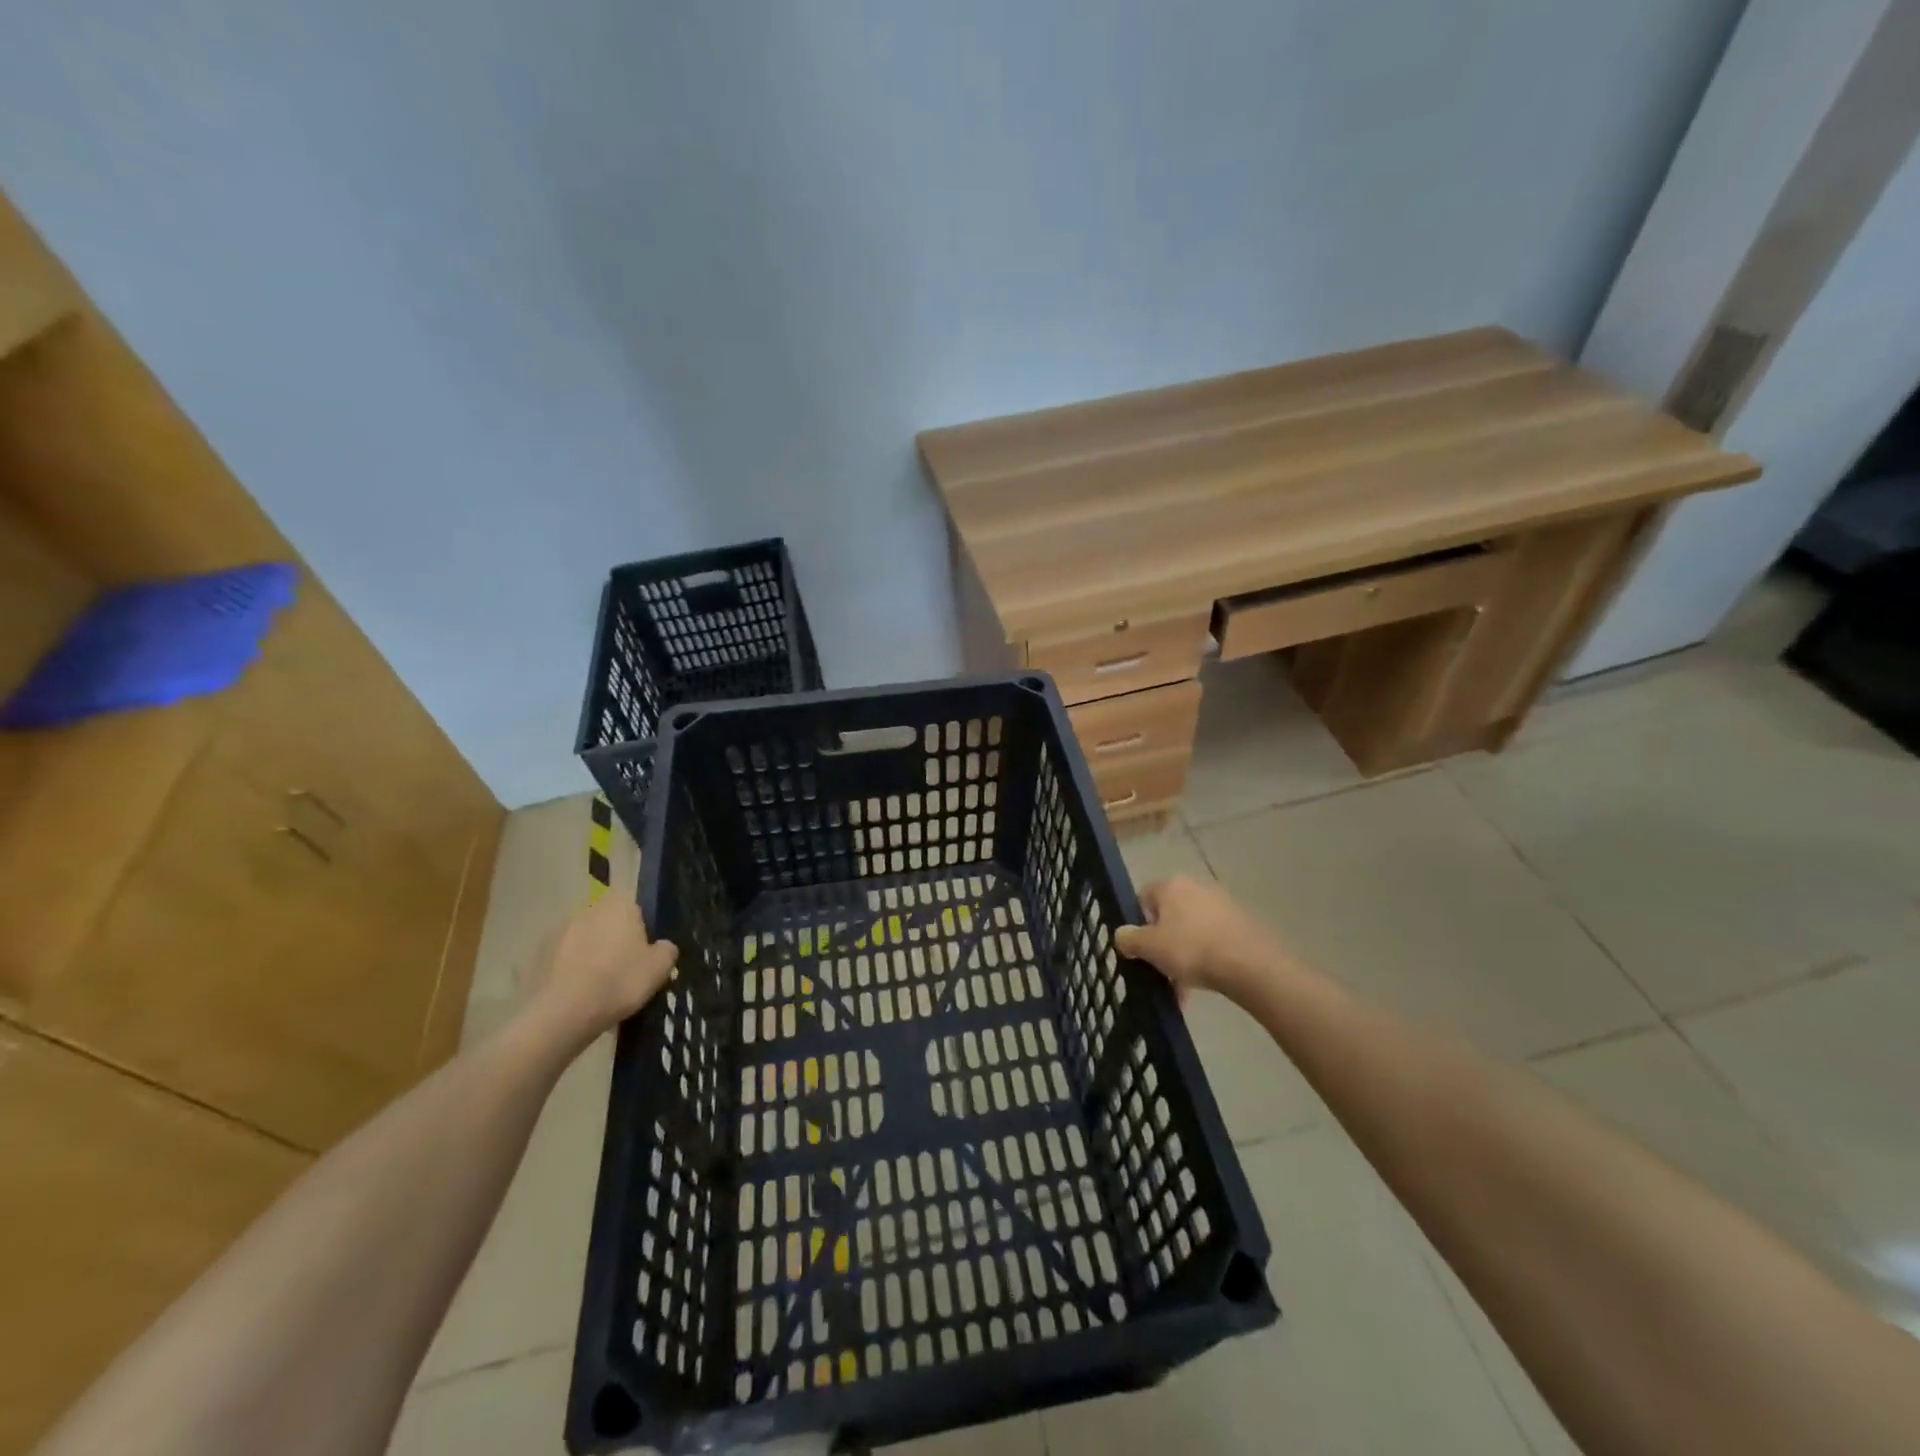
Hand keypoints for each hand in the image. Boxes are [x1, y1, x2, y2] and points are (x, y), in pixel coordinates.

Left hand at [526, 894, 676, 1046]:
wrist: (561, 1014)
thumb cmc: (619, 982)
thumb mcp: (659, 969)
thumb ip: (666, 950)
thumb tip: (662, 946)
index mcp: (619, 904)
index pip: (634, 906)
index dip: (640, 928)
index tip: (643, 952)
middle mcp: (587, 909)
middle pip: (606, 922)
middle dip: (613, 941)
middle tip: (622, 971)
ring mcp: (557, 932)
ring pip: (582, 941)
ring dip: (589, 956)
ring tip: (597, 990)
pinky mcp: (535, 956)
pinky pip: (561, 962)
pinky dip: (568, 974)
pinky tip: (576, 998)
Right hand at [1115, 874, 1292, 1002]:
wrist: (1251, 964)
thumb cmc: (1191, 949)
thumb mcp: (1149, 947)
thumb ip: (1129, 939)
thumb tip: (1122, 934)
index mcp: (1170, 885)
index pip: (1143, 898)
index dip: (1137, 923)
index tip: (1140, 949)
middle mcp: (1196, 886)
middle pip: (1169, 915)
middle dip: (1163, 944)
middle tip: (1161, 970)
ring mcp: (1222, 903)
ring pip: (1191, 929)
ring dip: (1184, 954)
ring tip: (1184, 986)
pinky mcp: (1242, 921)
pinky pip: (1213, 938)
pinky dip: (1207, 956)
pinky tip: (1206, 980)